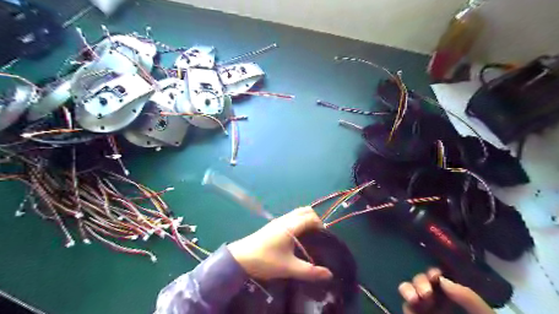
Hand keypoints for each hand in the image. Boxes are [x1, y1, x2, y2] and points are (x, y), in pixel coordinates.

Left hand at [227, 208, 330, 280]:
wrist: (240, 258)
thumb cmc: (265, 260)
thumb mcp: (289, 268)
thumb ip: (309, 271)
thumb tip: (329, 274)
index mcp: (290, 226)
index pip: (311, 217)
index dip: (320, 225)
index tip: (324, 238)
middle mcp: (285, 219)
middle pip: (305, 211)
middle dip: (315, 219)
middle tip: (318, 236)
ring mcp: (278, 221)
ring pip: (297, 213)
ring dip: (306, 219)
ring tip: (309, 236)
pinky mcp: (273, 225)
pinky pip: (290, 217)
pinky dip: (299, 221)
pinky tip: (297, 237)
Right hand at [397, 268, 492, 313]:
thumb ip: (469, 299)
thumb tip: (443, 280)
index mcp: (453, 299)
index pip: (439, 280)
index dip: (433, 273)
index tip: (435, 275)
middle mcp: (436, 302)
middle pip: (421, 282)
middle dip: (419, 281)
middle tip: (426, 292)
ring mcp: (424, 312)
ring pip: (409, 292)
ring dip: (408, 289)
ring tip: (415, 298)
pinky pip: (406, 308)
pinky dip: (407, 304)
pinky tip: (412, 303)